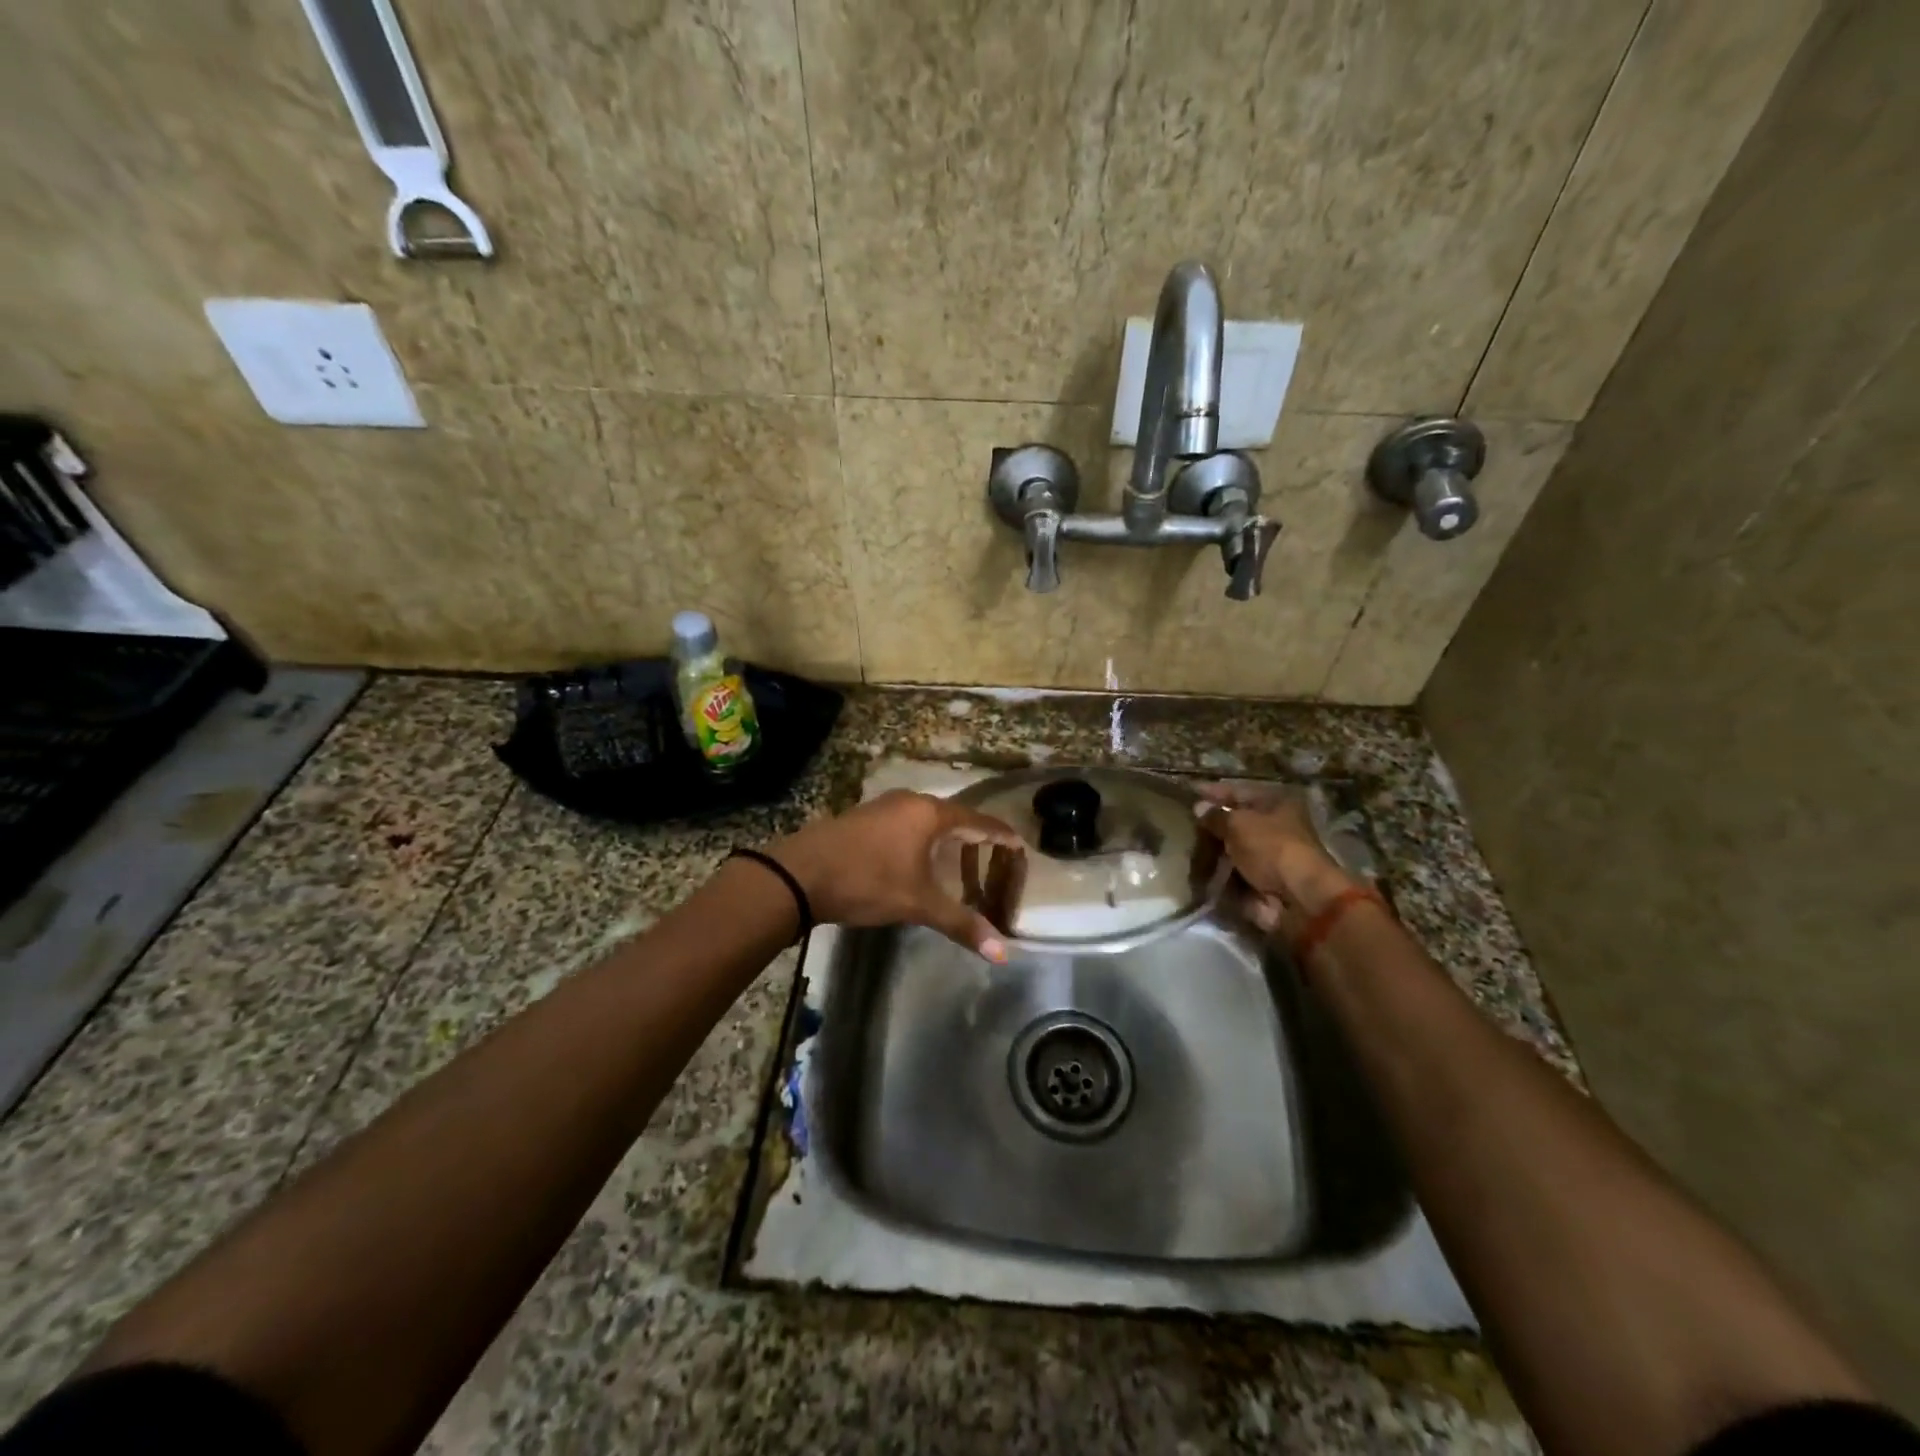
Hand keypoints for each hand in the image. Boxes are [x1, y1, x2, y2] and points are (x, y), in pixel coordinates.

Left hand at [767, 790, 1024, 960]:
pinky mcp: (863, 817)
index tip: (1018, 845)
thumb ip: (961, 923)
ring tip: (958, 860)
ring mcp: (883, 806)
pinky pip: (905, 822)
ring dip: (944, 837)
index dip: (999, 835)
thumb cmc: (867, 882)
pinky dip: (921, 838)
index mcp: (930, 814)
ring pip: (925, 818)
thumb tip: (1003, 953)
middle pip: (952, 816)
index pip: (977, 821)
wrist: (799, 874)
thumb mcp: (917, 904)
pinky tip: (917, 858)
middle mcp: (910, 801)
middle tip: (991, 858)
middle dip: (973, 837)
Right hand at [1194, 784, 1358, 937]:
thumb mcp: (1238, 824)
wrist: (1298, 898)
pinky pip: (1233, 871)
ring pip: (1232, 848)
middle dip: (1211, 825)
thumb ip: (1216, 815)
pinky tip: (1197, 870)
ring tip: (1185, 848)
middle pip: (1236, 821)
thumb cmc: (1271, 848)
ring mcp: (1269, 855)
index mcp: (1276, 803)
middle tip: (1183, 824)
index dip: (1212, 792)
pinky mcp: (1262, 880)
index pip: (1237, 791)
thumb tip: (1199, 808)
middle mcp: (1275, 826)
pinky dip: (1218, 872)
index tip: (1188, 793)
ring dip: (1212, 850)